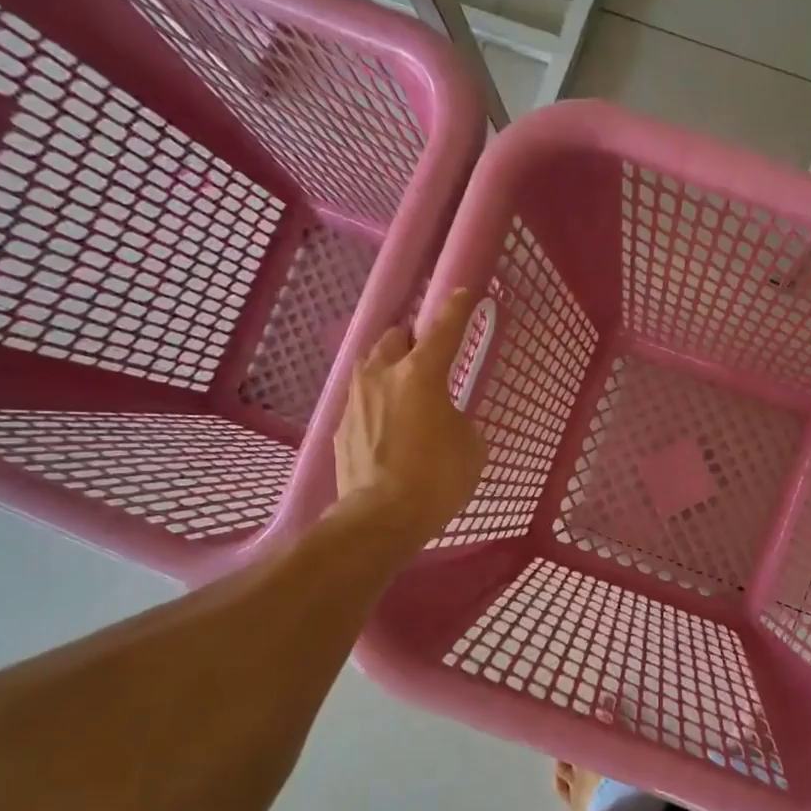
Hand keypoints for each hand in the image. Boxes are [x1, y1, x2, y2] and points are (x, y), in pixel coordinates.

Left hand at [335, 289, 486, 544]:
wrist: (380, 518)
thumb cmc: (436, 478)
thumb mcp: (470, 446)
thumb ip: (460, 419)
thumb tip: (446, 418)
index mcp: (421, 374)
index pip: (443, 328)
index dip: (457, 308)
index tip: (464, 292)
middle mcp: (382, 376)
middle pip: (394, 338)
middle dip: (411, 341)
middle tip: (427, 360)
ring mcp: (355, 400)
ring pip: (371, 367)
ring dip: (389, 370)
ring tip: (404, 394)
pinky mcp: (339, 427)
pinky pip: (360, 402)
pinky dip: (376, 405)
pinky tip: (388, 430)